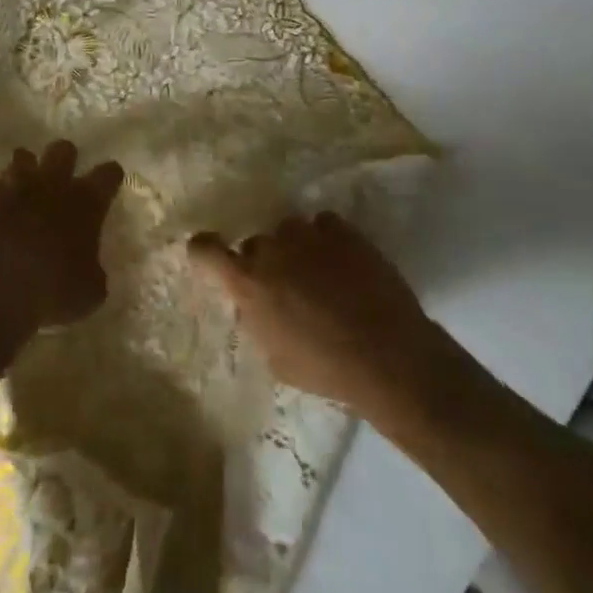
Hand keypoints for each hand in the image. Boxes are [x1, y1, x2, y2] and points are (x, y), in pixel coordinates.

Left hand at [0, 141, 124, 332]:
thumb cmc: (51, 291)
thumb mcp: (89, 291)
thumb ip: (92, 271)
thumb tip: (89, 270)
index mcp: (85, 201)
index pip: (108, 174)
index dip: (110, 177)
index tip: (109, 183)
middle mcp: (51, 182)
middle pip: (63, 149)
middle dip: (64, 159)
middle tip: (62, 179)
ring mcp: (12, 184)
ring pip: (22, 156)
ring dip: (24, 170)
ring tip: (22, 189)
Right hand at [190, 213, 434, 412]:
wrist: (388, 355)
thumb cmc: (325, 368)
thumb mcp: (275, 357)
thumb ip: (257, 320)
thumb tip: (255, 304)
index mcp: (247, 284)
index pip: (205, 250)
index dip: (204, 251)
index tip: (212, 256)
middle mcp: (271, 250)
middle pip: (254, 244)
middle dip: (265, 262)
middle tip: (286, 287)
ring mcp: (307, 235)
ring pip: (288, 230)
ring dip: (295, 248)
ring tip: (319, 273)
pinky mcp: (342, 230)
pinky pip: (322, 224)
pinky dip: (326, 239)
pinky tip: (342, 261)